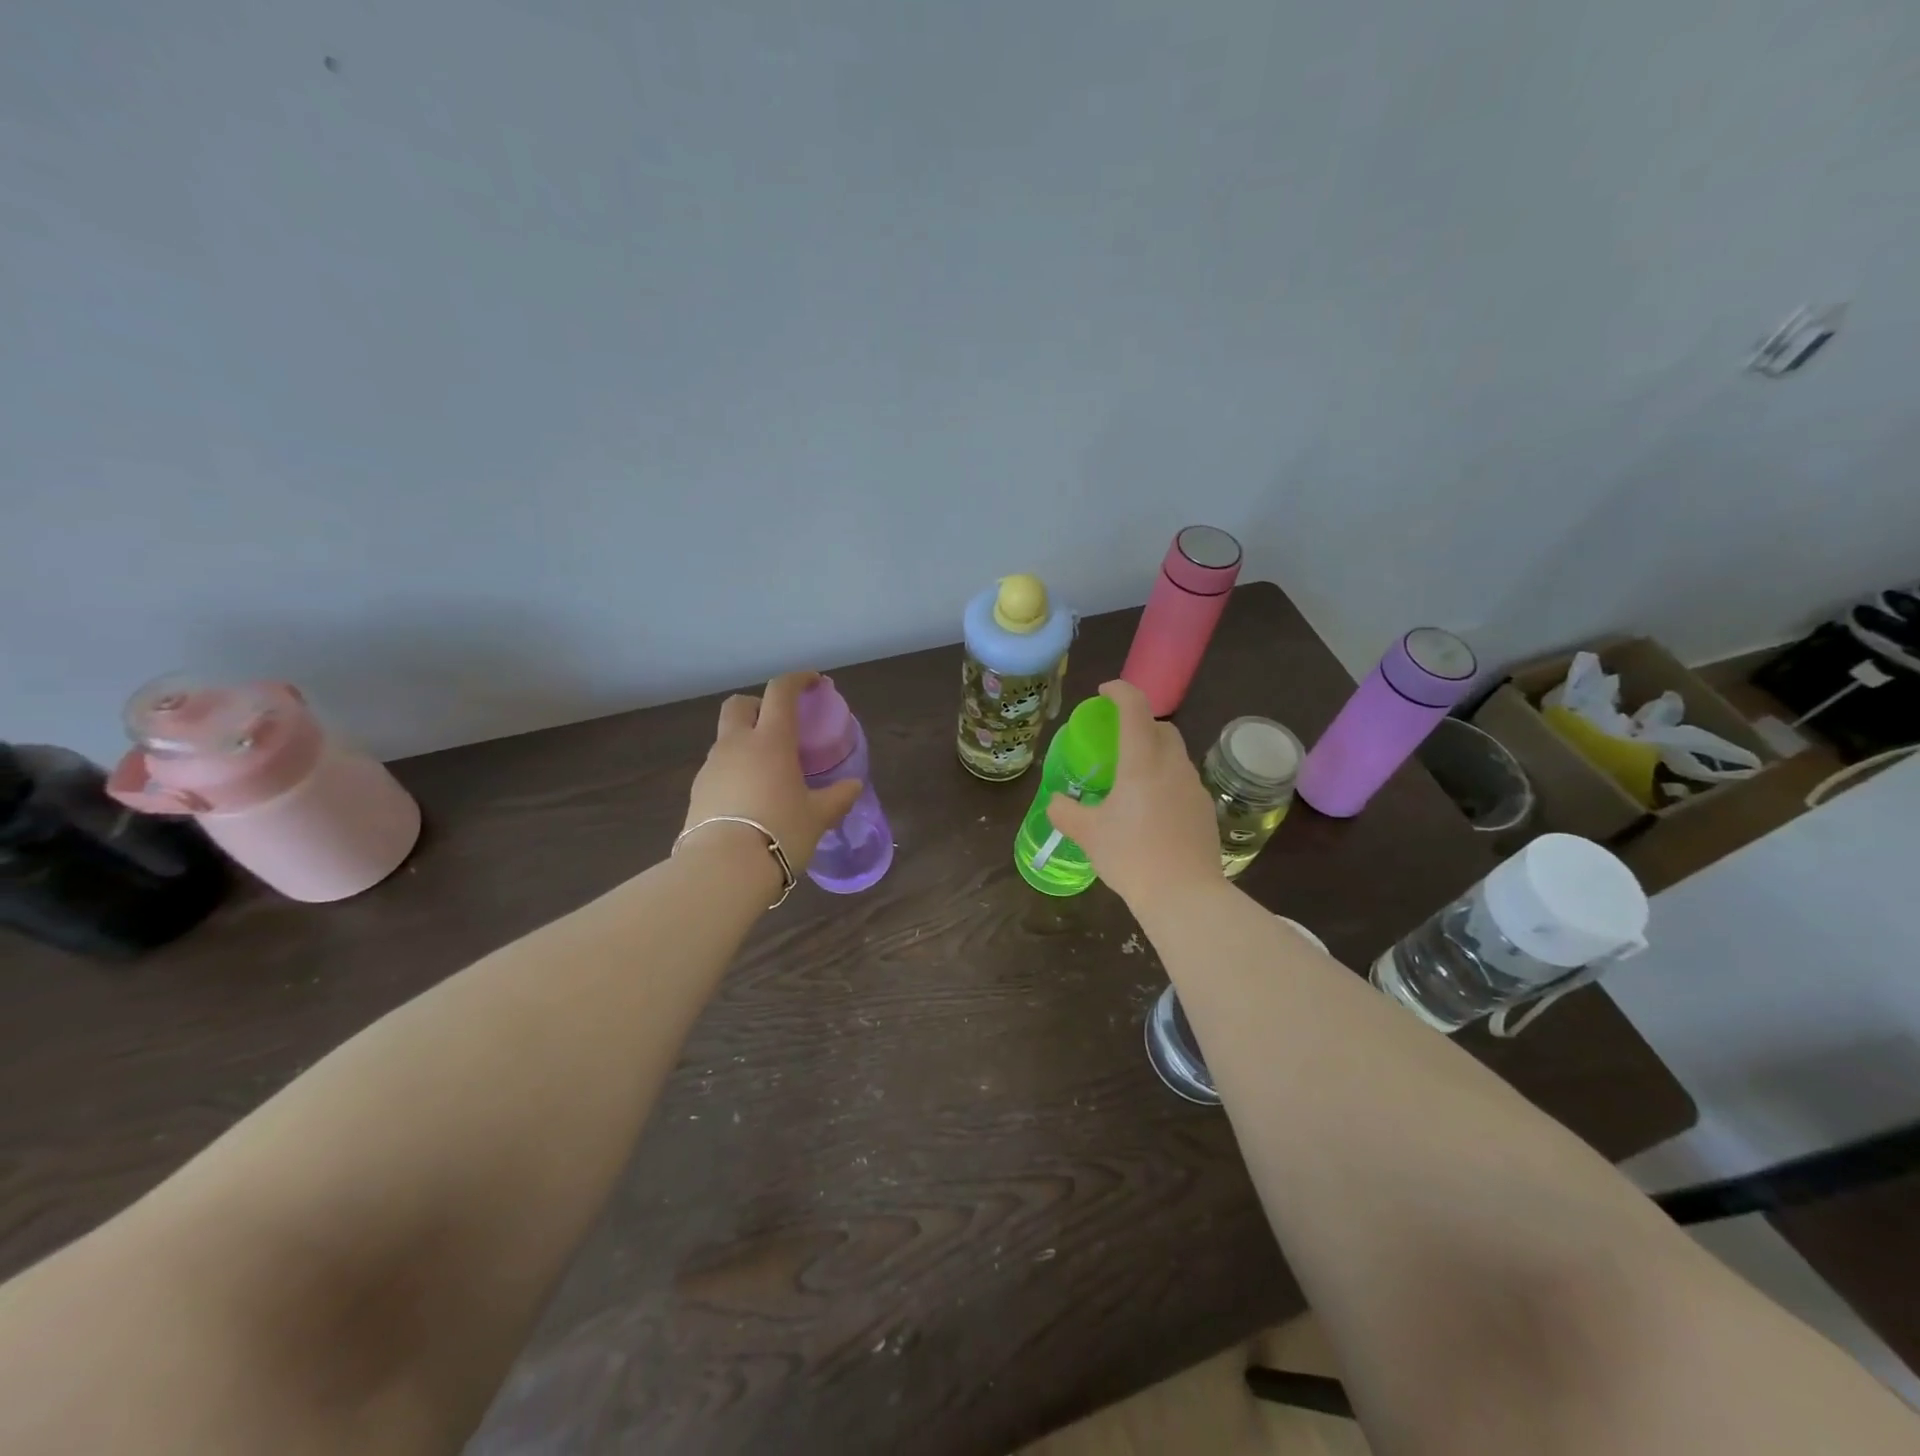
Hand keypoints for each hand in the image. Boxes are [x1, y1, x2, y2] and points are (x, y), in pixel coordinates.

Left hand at [682, 671, 864, 880]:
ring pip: (726, 738)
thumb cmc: (780, 832)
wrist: (723, 869)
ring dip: (745, 741)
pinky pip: (718, 768)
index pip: (780, 692)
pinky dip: (734, 770)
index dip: (797, 679)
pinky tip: (749, 797)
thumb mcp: (818, 817)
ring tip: (768, 771)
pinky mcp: (697, 792)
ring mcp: (712, 767)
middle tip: (779, 724)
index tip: (813, 682)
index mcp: (771, 740)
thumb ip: (837, 797)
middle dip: (758, 705)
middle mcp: (737, 744)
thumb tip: (853, 786)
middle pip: (739, 704)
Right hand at [1045, 680, 1223, 907]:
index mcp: (1142, 762)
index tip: (1104, 693)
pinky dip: (1166, 782)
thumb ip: (1066, 812)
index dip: (1120, 692)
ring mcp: (1194, 788)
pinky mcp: (1205, 811)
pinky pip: (1183, 783)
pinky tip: (1152, 811)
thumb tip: (1056, 801)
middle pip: (1162, 728)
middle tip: (1117, 741)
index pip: (1136, 709)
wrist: (1184, 895)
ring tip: (1132, 781)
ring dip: (1155, 755)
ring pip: (1175, 756)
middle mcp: (1172, 766)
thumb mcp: (1087, 834)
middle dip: (1141, 724)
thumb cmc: (1131, 856)